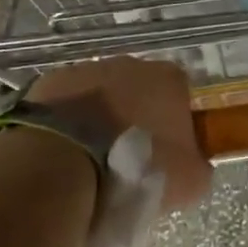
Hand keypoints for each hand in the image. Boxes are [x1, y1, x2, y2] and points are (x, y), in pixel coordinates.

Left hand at [28, 57, 207, 246]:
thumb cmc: (135, 169)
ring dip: (100, 121)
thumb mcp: (188, 182)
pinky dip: (67, 125)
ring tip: (91, 163)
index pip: (181, 97)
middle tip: (128, 162)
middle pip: (140, 92)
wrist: (62, 165)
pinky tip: (63, 155)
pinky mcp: (48, 83)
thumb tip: (194, 165)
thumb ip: (199, 166)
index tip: (167, 158)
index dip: (176, 127)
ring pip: (101, 96)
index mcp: (170, 79)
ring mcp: (87, 69)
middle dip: (136, 120)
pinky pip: (66, 105)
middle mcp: (131, 64)